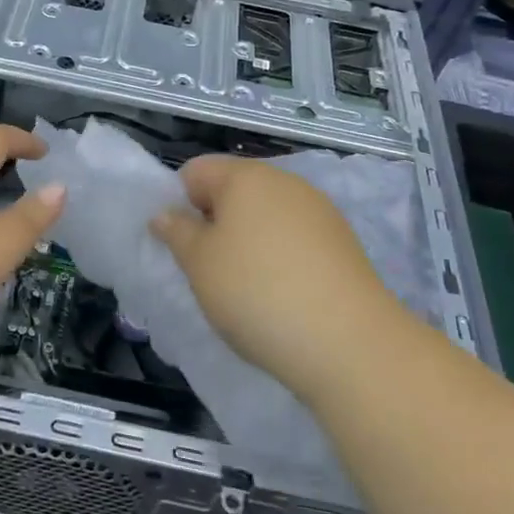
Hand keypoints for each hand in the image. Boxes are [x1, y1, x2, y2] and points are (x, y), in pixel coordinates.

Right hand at [151, 155, 394, 404]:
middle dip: (216, 222)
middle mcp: (285, 181)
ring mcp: (319, 210)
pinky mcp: (343, 242)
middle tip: (209, 269)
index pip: (196, 171)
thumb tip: (166, 213)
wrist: (347, 342)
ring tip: (247, 288)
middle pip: (235, 190)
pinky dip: (280, 257)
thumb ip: (177, 232)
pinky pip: (295, 238)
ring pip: (266, 215)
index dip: (180, 203)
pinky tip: (282, 295)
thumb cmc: (256, 292)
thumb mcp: (199, 264)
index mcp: (245, 176)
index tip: (182, 244)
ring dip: (249, 241)